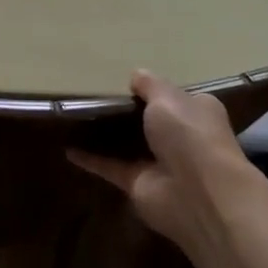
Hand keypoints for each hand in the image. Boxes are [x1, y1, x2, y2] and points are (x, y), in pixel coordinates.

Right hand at [69, 69, 256, 248]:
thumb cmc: (189, 134)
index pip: (176, 98)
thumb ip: (150, 85)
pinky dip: (91, 159)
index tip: (128, 82)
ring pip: (129, 145)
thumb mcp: (168, 97)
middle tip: (95, 96)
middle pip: (151, 123)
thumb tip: (136, 75)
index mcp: (196, 112)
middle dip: (129, 113)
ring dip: (108, 136)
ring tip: (78, 118)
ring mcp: (160, 163)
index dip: (155, 91)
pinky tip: (68, 149)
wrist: (198, 193)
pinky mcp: (138, 185)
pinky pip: (110, 167)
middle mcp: (181, 138)